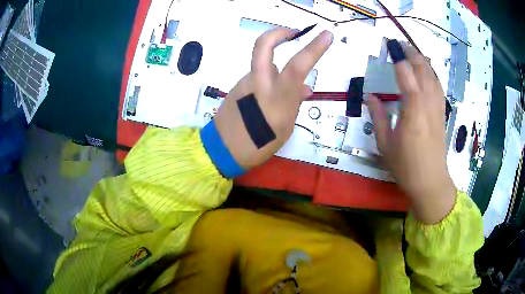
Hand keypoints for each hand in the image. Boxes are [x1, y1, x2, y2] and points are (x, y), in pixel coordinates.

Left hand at [214, 28, 332, 169]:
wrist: (223, 149)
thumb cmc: (260, 144)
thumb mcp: (285, 127)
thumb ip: (294, 103)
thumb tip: (304, 88)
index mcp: (278, 97)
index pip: (298, 65)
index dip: (314, 48)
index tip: (326, 35)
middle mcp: (260, 83)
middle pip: (263, 46)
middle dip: (278, 33)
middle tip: (293, 33)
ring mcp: (245, 82)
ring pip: (263, 64)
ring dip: (275, 68)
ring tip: (281, 92)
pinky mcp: (237, 86)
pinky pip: (257, 76)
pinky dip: (267, 80)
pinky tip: (266, 99)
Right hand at [368, 41, 456, 223]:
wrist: (430, 182)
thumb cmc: (406, 167)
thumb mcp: (385, 144)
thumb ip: (377, 117)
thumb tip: (369, 96)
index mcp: (412, 113)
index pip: (406, 76)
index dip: (399, 58)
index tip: (391, 45)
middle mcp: (428, 106)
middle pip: (423, 72)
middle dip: (412, 54)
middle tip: (400, 44)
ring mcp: (437, 109)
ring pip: (433, 78)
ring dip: (423, 61)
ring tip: (413, 51)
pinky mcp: (442, 114)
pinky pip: (438, 88)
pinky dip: (433, 74)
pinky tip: (428, 71)